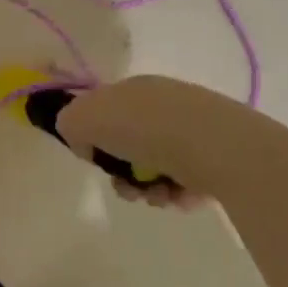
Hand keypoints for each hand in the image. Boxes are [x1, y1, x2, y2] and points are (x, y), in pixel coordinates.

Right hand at [55, 76, 211, 210]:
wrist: (214, 146)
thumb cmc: (144, 129)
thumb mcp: (84, 118)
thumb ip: (70, 124)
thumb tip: (85, 142)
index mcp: (134, 89)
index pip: (105, 112)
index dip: (95, 138)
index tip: (96, 160)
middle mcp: (164, 104)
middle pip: (131, 145)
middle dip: (123, 173)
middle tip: (127, 188)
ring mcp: (193, 129)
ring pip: (157, 167)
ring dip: (149, 189)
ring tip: (157, 197)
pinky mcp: (217, 155)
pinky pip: (186, 180)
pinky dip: (178, 193)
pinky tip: (180, 196)